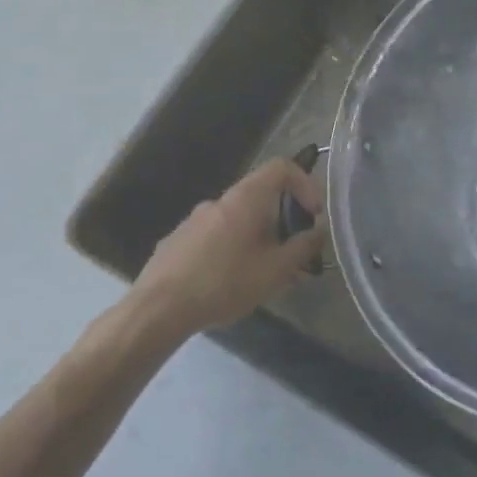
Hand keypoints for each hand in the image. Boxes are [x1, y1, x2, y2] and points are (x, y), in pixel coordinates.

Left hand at [132, 158, 327, 337]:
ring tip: (263, 277)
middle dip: (282, 224)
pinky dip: (232, 251)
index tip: (313, 215)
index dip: (305, 184)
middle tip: (292, 258)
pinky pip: (215, 238)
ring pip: (237, 222)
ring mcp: (193, 220)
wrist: (158, 309)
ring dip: (257, 241)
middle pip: (260, 198)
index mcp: (244, 199)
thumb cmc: (224, 284)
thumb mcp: (275, 271)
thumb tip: (318, 231)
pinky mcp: (177, 242)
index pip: (281, 168)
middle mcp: (218, 201)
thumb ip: (302, 248)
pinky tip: (230, 285)